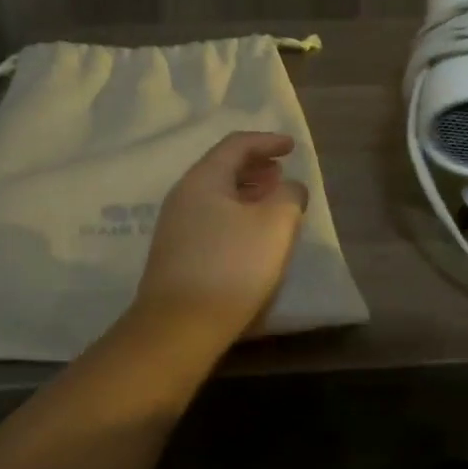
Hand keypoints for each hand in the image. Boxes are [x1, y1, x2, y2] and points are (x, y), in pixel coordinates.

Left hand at [128, 132, 308, 354]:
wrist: (179, 327)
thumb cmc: (232, 267)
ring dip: (247, 192)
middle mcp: (183, 195)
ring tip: (272, 201)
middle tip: (282, 172)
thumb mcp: (275, 225)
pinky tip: (251, 234)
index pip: (237, 145)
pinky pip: (211, 218)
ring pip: (217, 195)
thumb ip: (289, 195)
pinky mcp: (176, 254)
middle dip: (256, 166)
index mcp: (204, 179)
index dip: (267, 141)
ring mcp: (175, 226)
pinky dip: (236, 214)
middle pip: (223, 168)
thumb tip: (289, 187)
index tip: (292, 146)